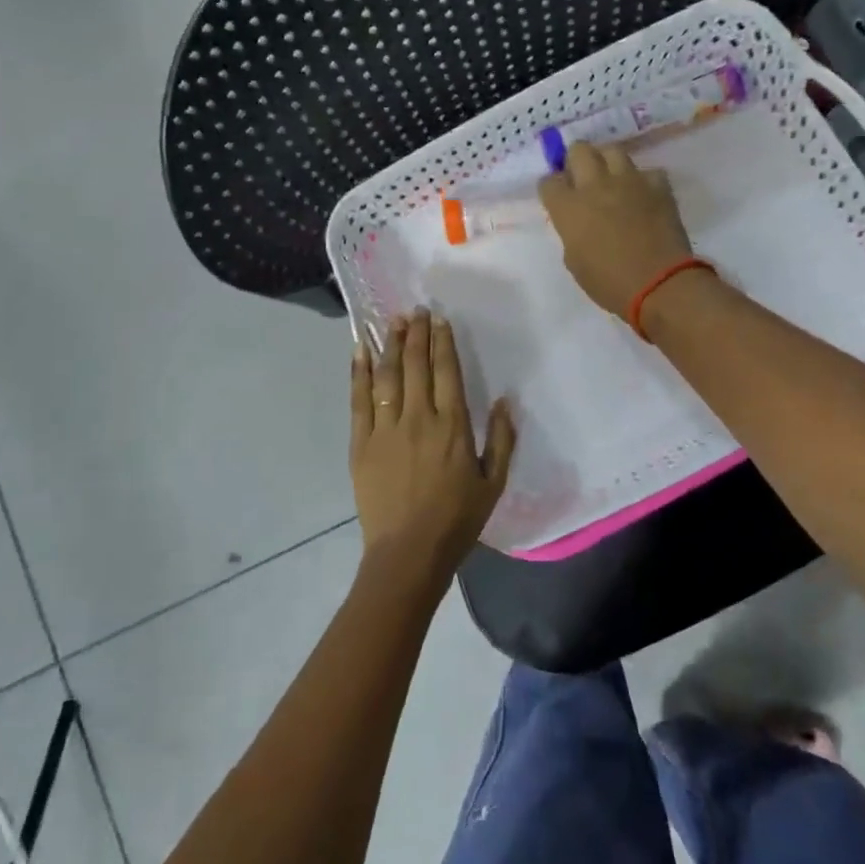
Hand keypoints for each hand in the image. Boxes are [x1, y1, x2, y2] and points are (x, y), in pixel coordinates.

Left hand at [351, 309, 514, 580]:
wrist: (408, 553)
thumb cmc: (456, 521)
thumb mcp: (493, 484)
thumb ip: (502, 440)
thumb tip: (505, 401)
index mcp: (453, 427)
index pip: (447, 372)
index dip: (443, 342)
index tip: (440, 320)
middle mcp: (419, 419)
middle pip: (417, 365)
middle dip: (417, 334)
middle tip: (416, 310)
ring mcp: (386, 429)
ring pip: (388, 376)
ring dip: (391, 345)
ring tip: (392, 321)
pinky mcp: (361, 443)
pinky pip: (359, 399)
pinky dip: (359, 372)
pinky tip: (360, 351)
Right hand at [538, 142, 695, 316]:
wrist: (659, 284)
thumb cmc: (609, 283)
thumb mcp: (575, 261)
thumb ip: (571, 232)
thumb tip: (578, 221)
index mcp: (569, 208)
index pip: (549, 181)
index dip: (552, 189)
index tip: (558, 198)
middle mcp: (596, 185)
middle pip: (578, 150)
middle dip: (575, 161)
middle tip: (581, 179)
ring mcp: (629, 181)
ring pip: (612, 150)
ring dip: (607, 162)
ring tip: (611, 180)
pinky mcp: (658, 185)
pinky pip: (646, 172)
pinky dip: (642, 182)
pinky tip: (643, 197)